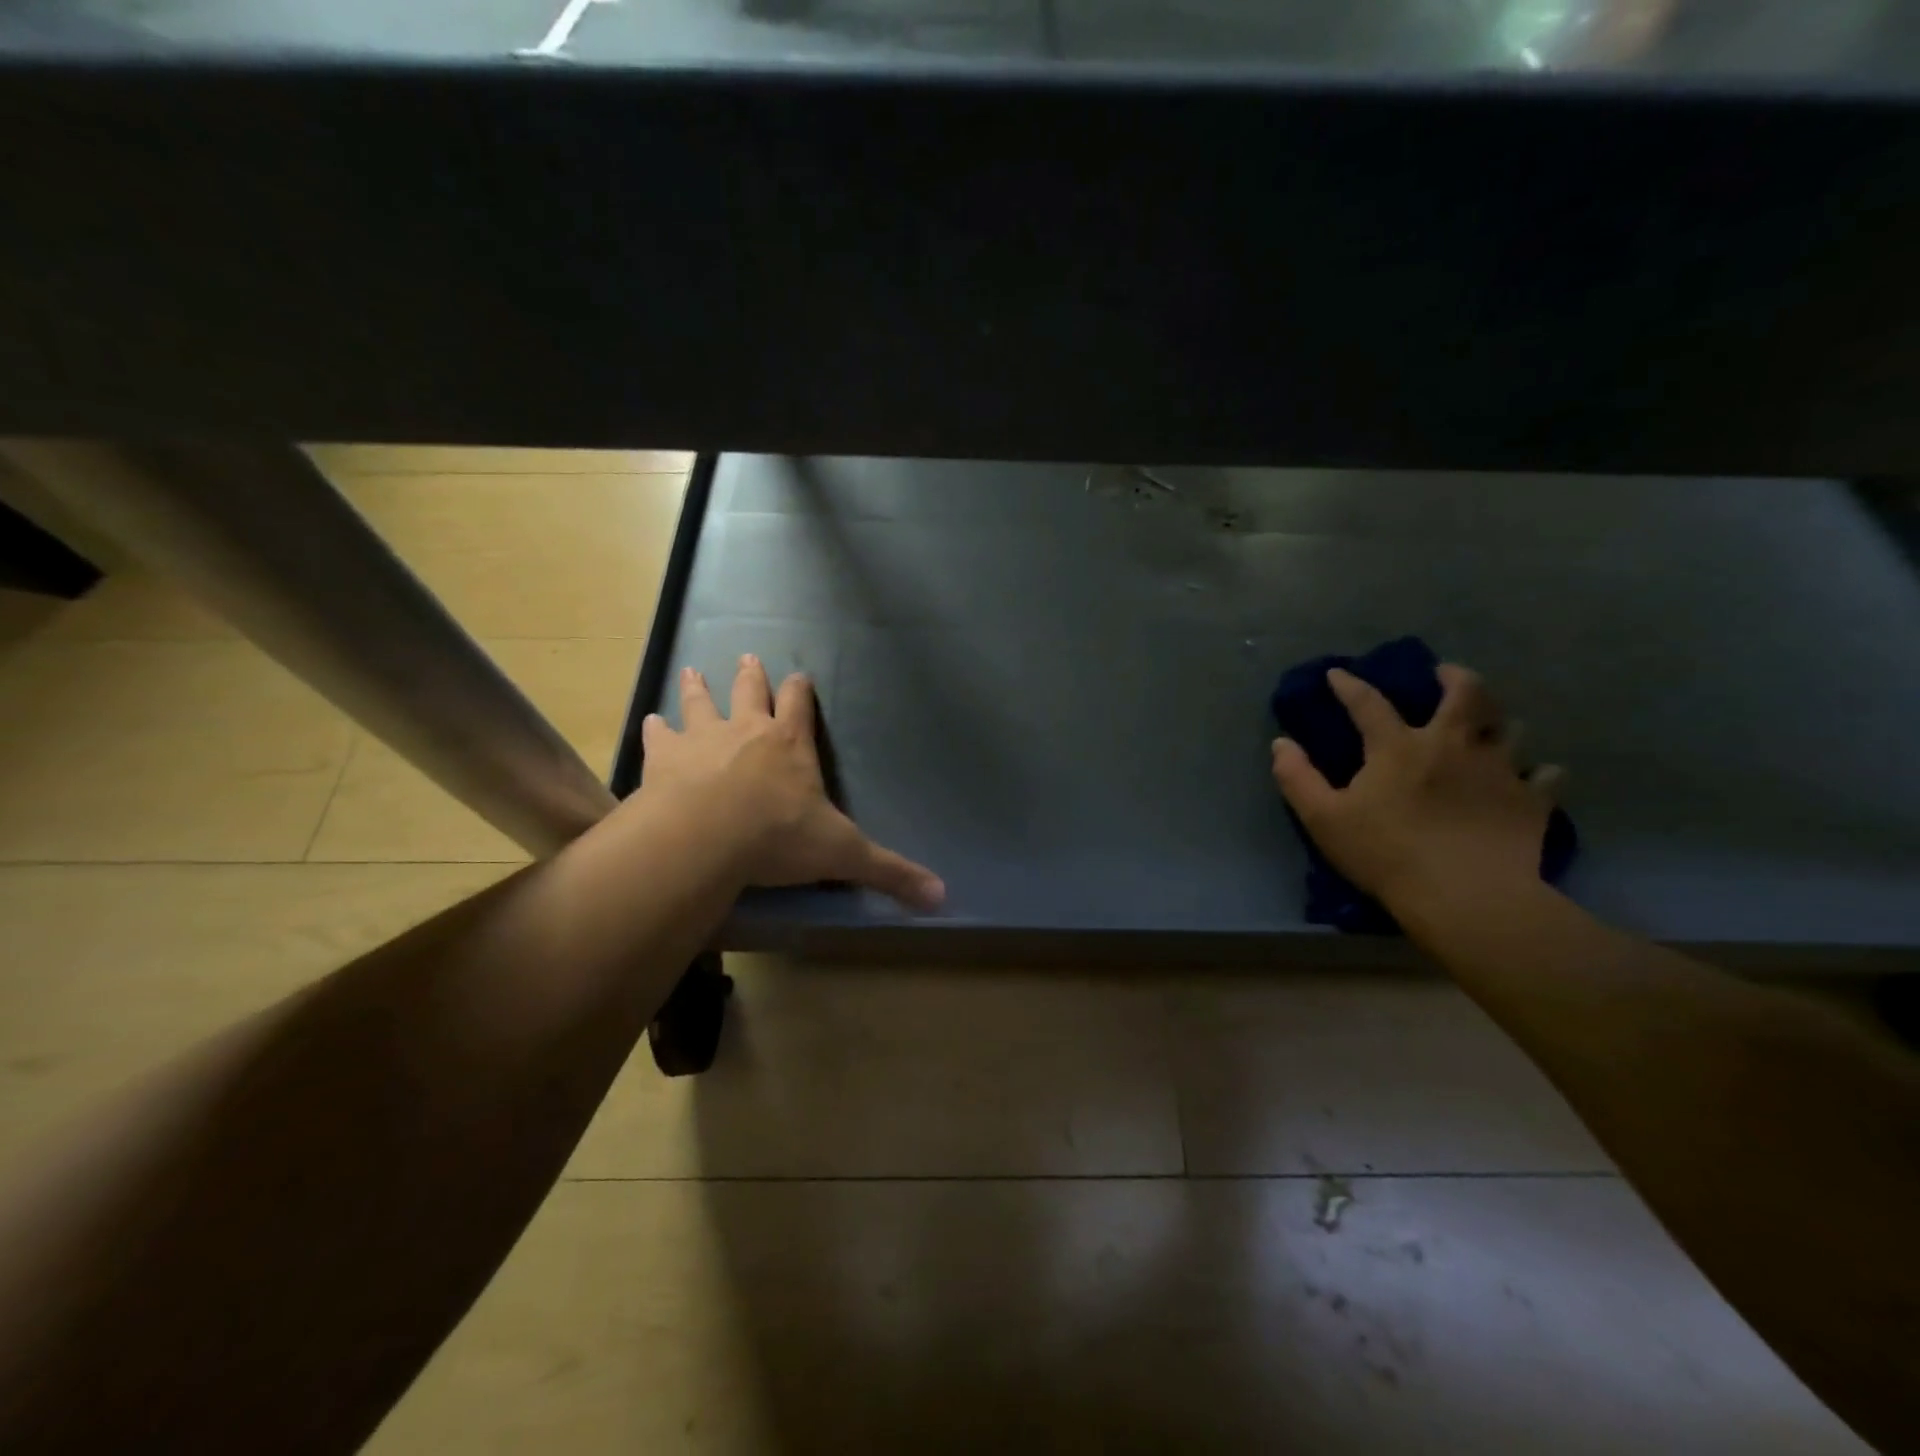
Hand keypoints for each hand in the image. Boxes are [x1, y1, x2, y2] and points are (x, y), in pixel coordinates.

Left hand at [641, 655, 944, 911]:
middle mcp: (747, 731)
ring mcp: (702, 740)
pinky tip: (650, 722)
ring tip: (692, 672)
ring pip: (701, 704)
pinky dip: (655, 730)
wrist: (705, 837)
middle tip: (746, 656)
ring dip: (698, 689)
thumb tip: (942, 897)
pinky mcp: (664, 759)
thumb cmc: (778, 838)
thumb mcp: (843, 854)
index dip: (800, 690)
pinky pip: (659, 737)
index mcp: (790, 745)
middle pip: (749, 692)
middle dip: (751, 676)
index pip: (799, 705)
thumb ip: (889, 872)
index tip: (799, 676)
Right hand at [1270, 664, 1558, 914]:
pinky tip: (1532, 777)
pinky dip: (1538, 772)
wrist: (1465, 897)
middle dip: (1453, 676)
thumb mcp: (1323, 818)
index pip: (1369, 702)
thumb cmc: (1385, 854)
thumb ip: (1297, 777)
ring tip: (1487, 726)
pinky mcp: (1531, 801)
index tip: (1337, 674)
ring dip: (1496, 721)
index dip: (1349, 685)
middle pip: (1465, 693)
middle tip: (1445, 675)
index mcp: (1399, 747)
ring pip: (1509, 727)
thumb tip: (1281, 743)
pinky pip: (1545, 776)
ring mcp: (1499, 770)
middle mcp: (1453, 745)